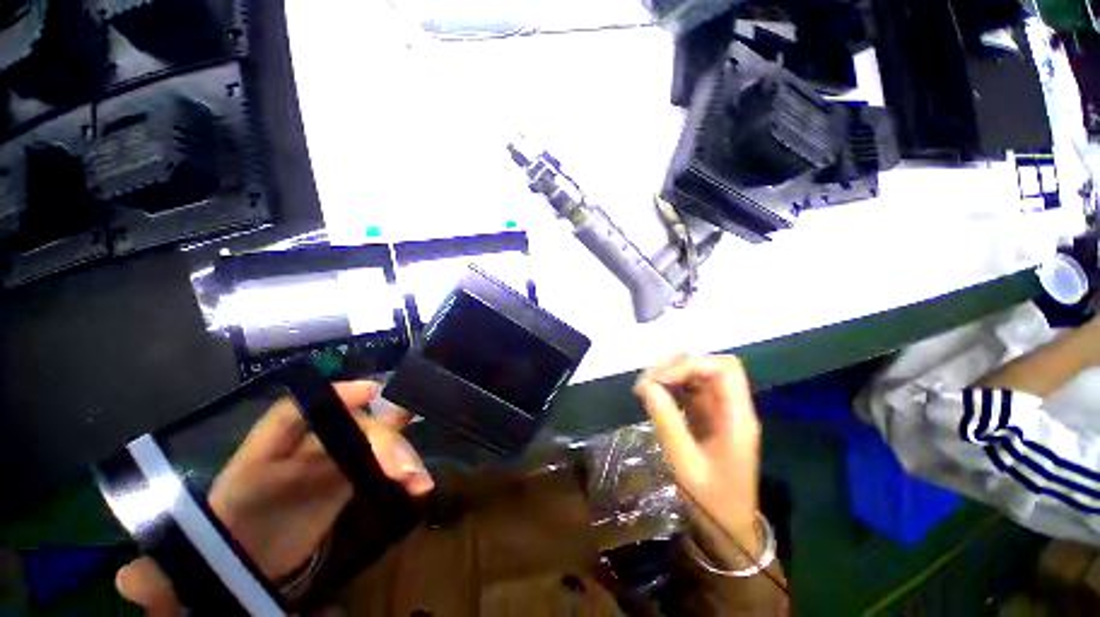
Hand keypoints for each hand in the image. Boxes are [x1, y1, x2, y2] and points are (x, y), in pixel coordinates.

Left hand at [115, 381, 432, 613]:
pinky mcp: (353, 478)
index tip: (368, 391)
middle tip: (402, 467)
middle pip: (349, 429)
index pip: (293, 414)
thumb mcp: (190, 557)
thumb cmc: (221, 546)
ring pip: (375, 443)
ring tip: (418, 480)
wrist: (250, 557)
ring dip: (400, 455)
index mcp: (260, 458)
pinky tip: (420, 483)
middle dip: (380, 440)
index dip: (331, 396)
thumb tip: (127, 582)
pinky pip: (385, 463)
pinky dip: (404, 468)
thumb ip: (161, 573)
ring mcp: (333, 462)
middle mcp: (303, 451)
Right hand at [634, 354, 763, 566]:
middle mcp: (732, 407)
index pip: (724, 369)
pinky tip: (653, 394)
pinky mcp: (707, 414)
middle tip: (647, 383)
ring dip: (671, 374)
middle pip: (710, 365)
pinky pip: (689, 388)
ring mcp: (720, 410)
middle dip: (677, 366)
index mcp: (738, 418)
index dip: (691, 365)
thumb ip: (667, 421)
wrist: (726, 528)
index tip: (660, 379)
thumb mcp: (685, 464)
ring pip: (698, 373)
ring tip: (645, 387)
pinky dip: (670, 385)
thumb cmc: (711, 501)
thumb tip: (647, 386)